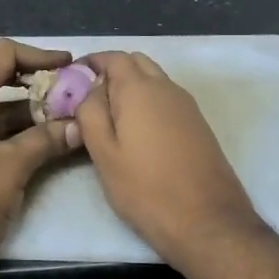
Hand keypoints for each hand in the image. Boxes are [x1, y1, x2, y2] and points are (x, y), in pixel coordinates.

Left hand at [0, 39, 81, 270]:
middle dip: (34, 83)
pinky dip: (8, 129)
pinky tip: (39, 140)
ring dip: (24, 109)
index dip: (38, 56)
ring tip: (62, 117)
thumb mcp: (13, 166)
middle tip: (69, 93)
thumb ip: (47, 139)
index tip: (69, 66)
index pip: (1, 54)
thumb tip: (79, 126)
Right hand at [75, 51, 264, 270]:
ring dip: (130, 88)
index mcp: (140, 89)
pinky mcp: (198, 125)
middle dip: (111, 73)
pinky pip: (166, 99)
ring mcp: (187, 106)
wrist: (207, 222)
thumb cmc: (146, 189)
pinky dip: (147, 103)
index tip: (71, 81)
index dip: (90, 64)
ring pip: (154, 80)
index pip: (112, 57)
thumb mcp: (104, 154)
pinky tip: (136, 133)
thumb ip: (90, 113)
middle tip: (88, 101)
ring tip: (109, 119)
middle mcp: (167, 88)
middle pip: (136, 63)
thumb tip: (88, 90)